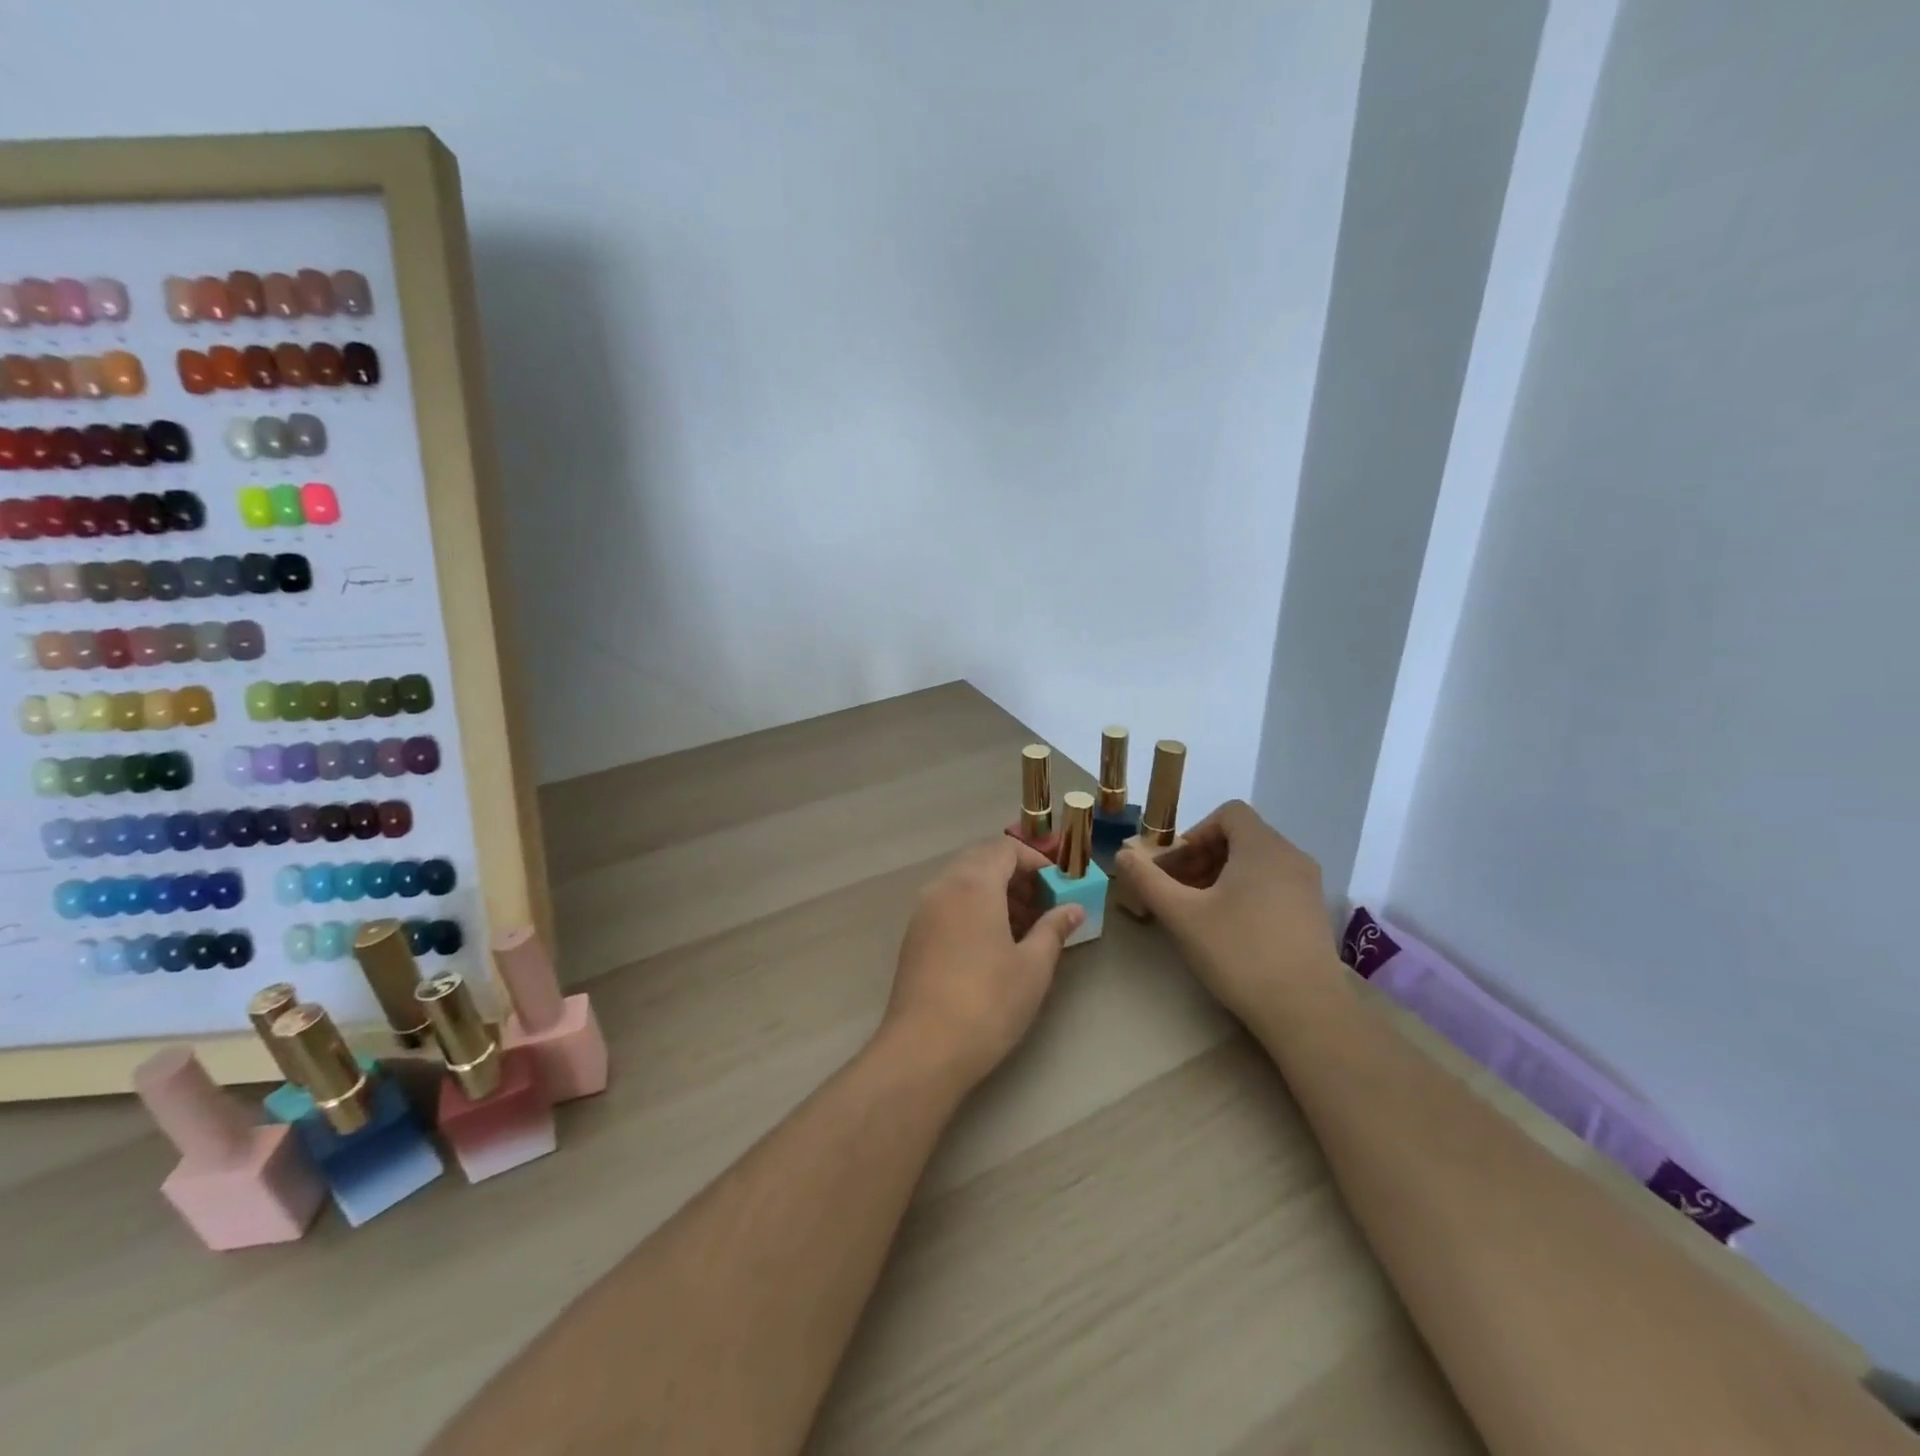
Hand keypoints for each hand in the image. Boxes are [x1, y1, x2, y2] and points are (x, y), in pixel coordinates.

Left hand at [881, 837, 1083, 1091]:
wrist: (924, 1049)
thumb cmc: (988, 1002)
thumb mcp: (1033, 966)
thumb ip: (1054, 929)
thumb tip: (1073, 908)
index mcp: (973, 883)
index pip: (1005, 848)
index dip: (1036, 860)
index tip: (1058, 886)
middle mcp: (943, 886)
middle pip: (982, 861)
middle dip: (1015, 876)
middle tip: (1043, 906)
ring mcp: (923, 910)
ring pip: (962, 883)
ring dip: (994, 893)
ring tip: (1023, 928)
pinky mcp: (913, 935)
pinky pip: (948, 904)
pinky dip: (973, 909)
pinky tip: (992, 945)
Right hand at [1113, 800, 1335, 1021]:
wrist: (1307, 1013)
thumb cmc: (1239, 953)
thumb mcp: (1182, 915)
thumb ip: (1148, 879)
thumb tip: (1122, 854)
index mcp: (1263, 847)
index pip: (1228, 813)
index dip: (1195, 832)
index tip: (1175, 867)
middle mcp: (1291, 857)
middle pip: (1240, 837)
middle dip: (1202, 857)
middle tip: (1177, 891)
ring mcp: (1307, 886)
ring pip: (1256, 863)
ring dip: (1221, 877)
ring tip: (1198, 912)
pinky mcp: (1313, 914)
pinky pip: (1273, 885)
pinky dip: (1246, 893)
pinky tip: (1230, 930)